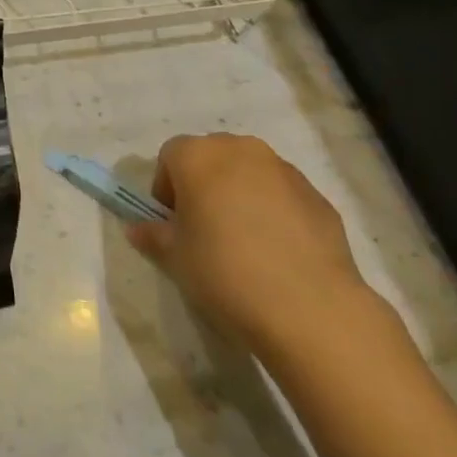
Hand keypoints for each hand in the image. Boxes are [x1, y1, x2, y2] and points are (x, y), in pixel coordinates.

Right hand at [125, 133, 388, 362]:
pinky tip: (275, 250)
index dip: (165, 186)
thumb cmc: (224, 270)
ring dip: (238, 193)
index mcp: (199, 156)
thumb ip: (153, 235)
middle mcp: (242, 150)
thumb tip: (138, 229)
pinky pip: (281, 193)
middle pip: (211, 156)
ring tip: (242, 240)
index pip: (170, 155)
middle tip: (202, 226)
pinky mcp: (318, 195)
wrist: (308, 306)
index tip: (172, 221)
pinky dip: (272, 209)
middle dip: (202, 183)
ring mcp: (285, 170)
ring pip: (249, 172)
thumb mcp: (175, 257)